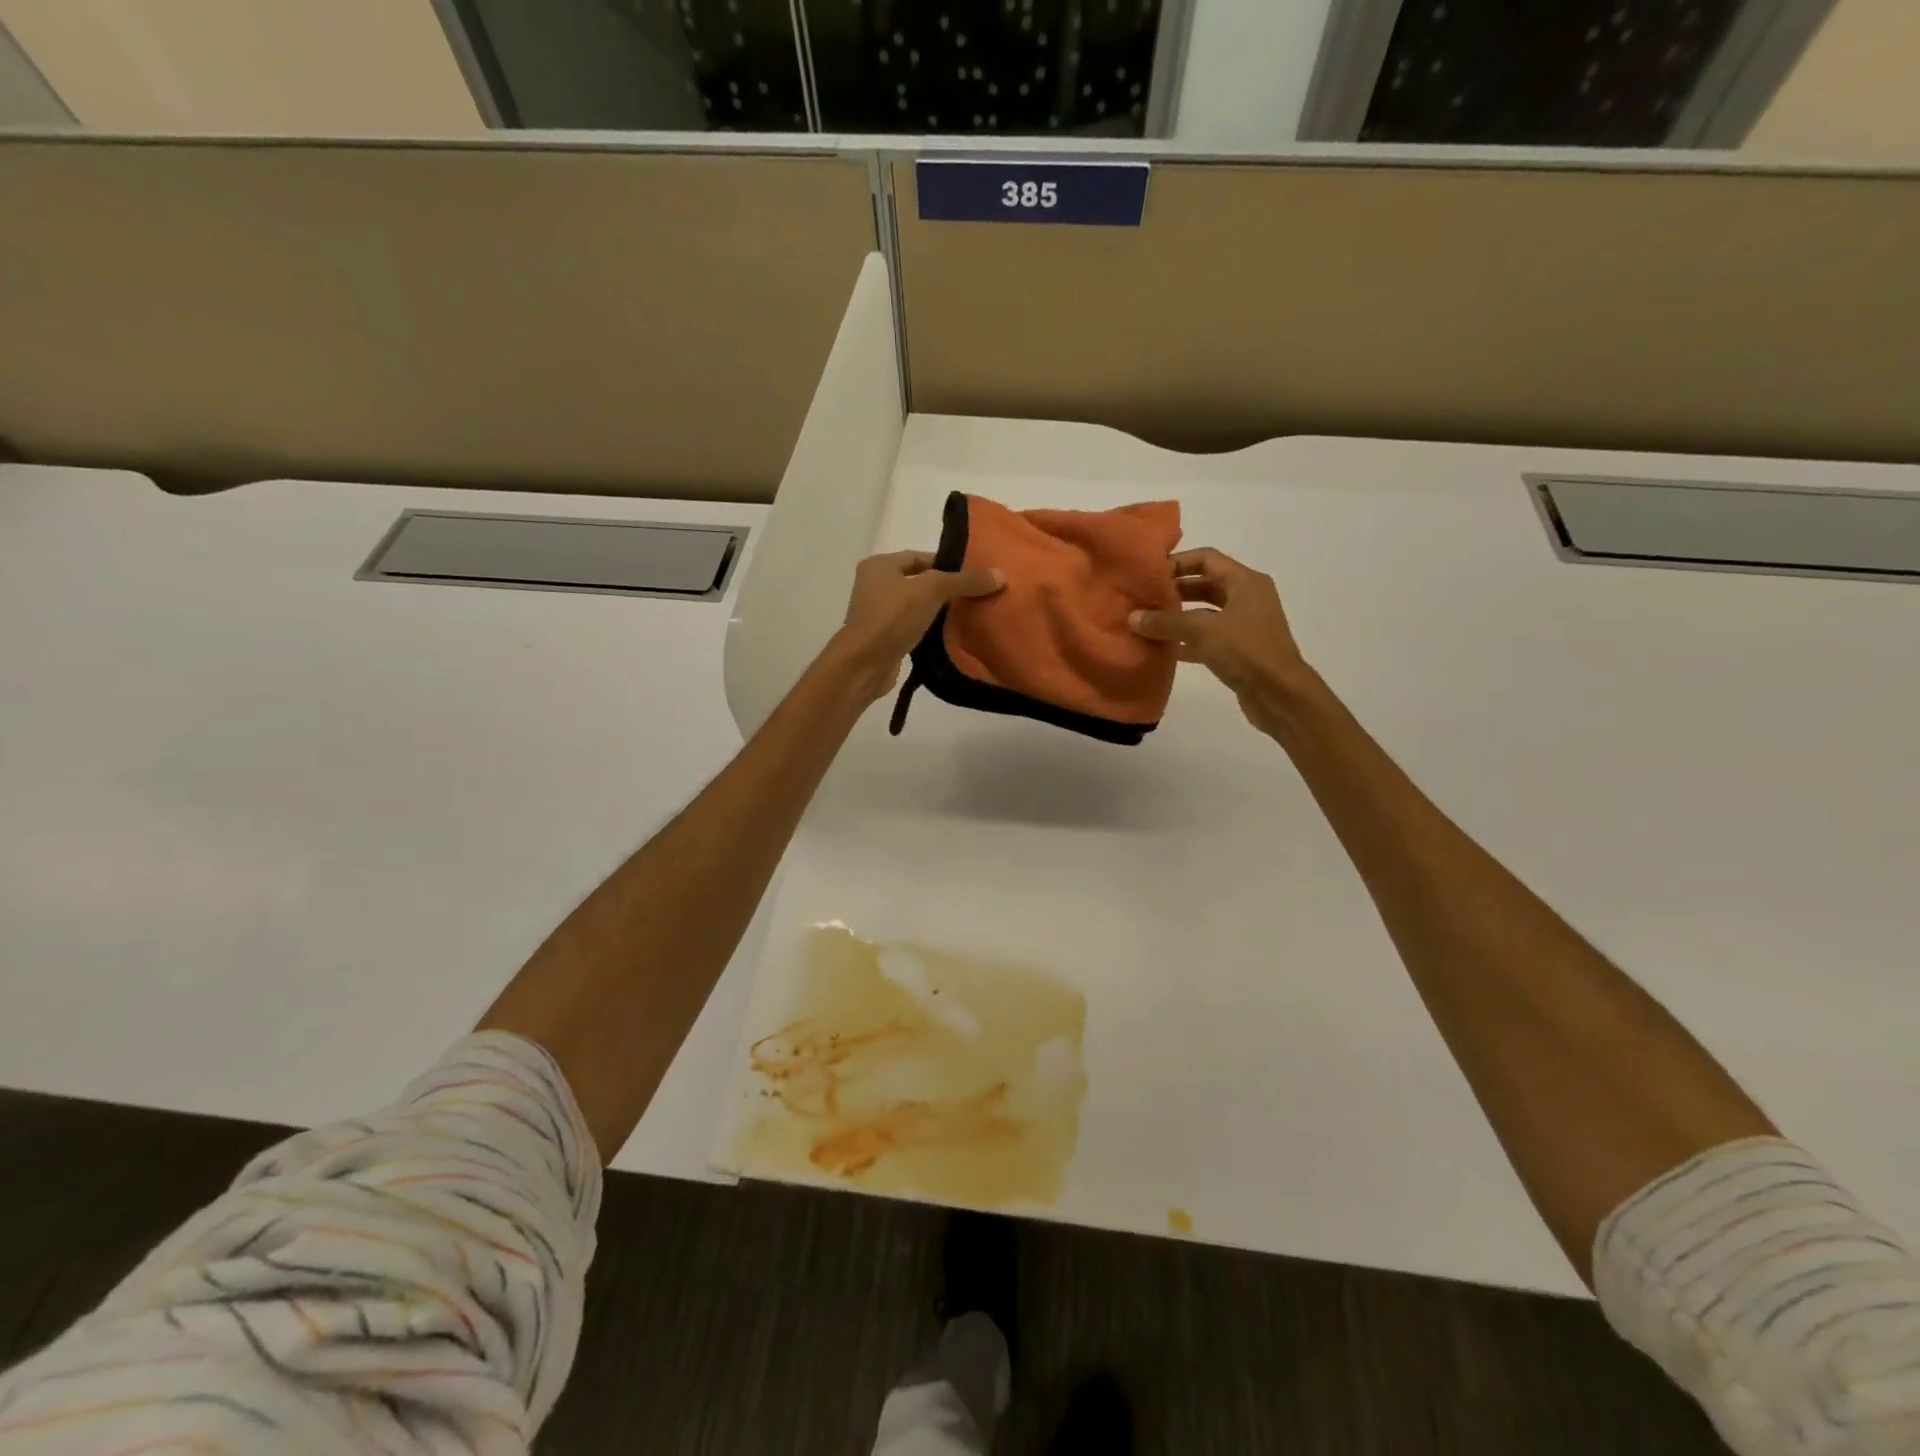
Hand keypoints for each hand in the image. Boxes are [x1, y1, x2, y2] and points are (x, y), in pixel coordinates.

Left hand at [828, 550, 1003, 702]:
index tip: (974, 575)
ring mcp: (878, 614)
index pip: (920, 557)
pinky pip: (913, 629)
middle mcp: (875, 585)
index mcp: (880, 565)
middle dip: (946, 589)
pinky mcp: (885, 639)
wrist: (864, 664)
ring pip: (917, 607)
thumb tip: (1000, 575)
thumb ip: (965, 581)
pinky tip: (950, 636)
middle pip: (919, 582)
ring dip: (938, 612)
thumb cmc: (893, 617)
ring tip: (968, 616)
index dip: (948, 564)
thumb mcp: (932, 590)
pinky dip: (929, 631)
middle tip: (976, 595)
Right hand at [1129, 548, 1313, 731]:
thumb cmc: (1246, 651)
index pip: (1206, 558)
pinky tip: (1163, 649)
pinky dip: (1186, 640)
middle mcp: (1247, 598)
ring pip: (1205, 613)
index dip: (1177, 562)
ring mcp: (1244, 625)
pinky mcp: (1239, 650)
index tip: (1149, 574)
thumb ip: (1166, 622)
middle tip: (1143, 598)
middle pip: (1205, 584)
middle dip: (1174, 590)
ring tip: (1147, 622)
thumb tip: (1132, 617)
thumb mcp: (1202, 630)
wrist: (1280, 695)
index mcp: (1245, 582)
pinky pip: (1207, 637)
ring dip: (1178, 616)